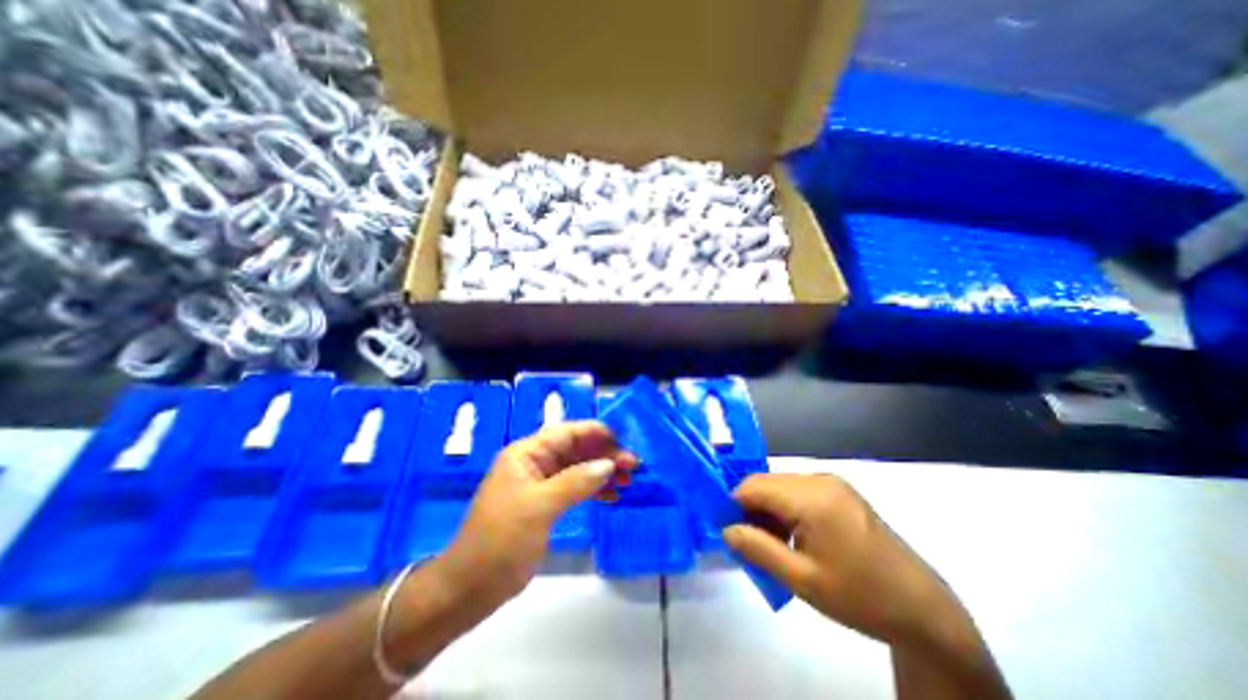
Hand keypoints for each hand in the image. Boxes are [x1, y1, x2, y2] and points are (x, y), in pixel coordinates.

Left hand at [435, 420, 633, 612]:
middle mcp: (534, 464)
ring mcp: (540, 485)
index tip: (622, 439)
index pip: (565, 433)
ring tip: (628, 480)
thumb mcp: (540, 506)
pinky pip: (574, 488)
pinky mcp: (545, 504)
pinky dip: (593, 489)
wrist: (470, 588)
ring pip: (577, 469)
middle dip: (603, 454)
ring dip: (602, 472)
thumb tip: (608, 465)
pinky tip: (612, 495)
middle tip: (632, 465)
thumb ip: (576, 481)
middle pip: (575, 450)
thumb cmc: (501, 540)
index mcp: (526, 455)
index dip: (594, 432)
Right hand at [728, 472, 968, 648]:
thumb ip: (758, 549)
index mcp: (812, 497)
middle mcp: (820, 479)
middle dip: (751, 508)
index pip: (753, 485)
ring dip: (768, 510)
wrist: (923, 610)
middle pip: (766, 483)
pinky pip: (798, 491)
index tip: (729, 531)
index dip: (733, 504)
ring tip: (772, 544)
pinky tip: (792, 536)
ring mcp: (832, 483)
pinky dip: (785, 509)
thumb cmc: (861, 596)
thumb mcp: (802, 580)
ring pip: (780, 486)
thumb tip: (725, 529)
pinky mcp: (839, 491)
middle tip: (750, 542)